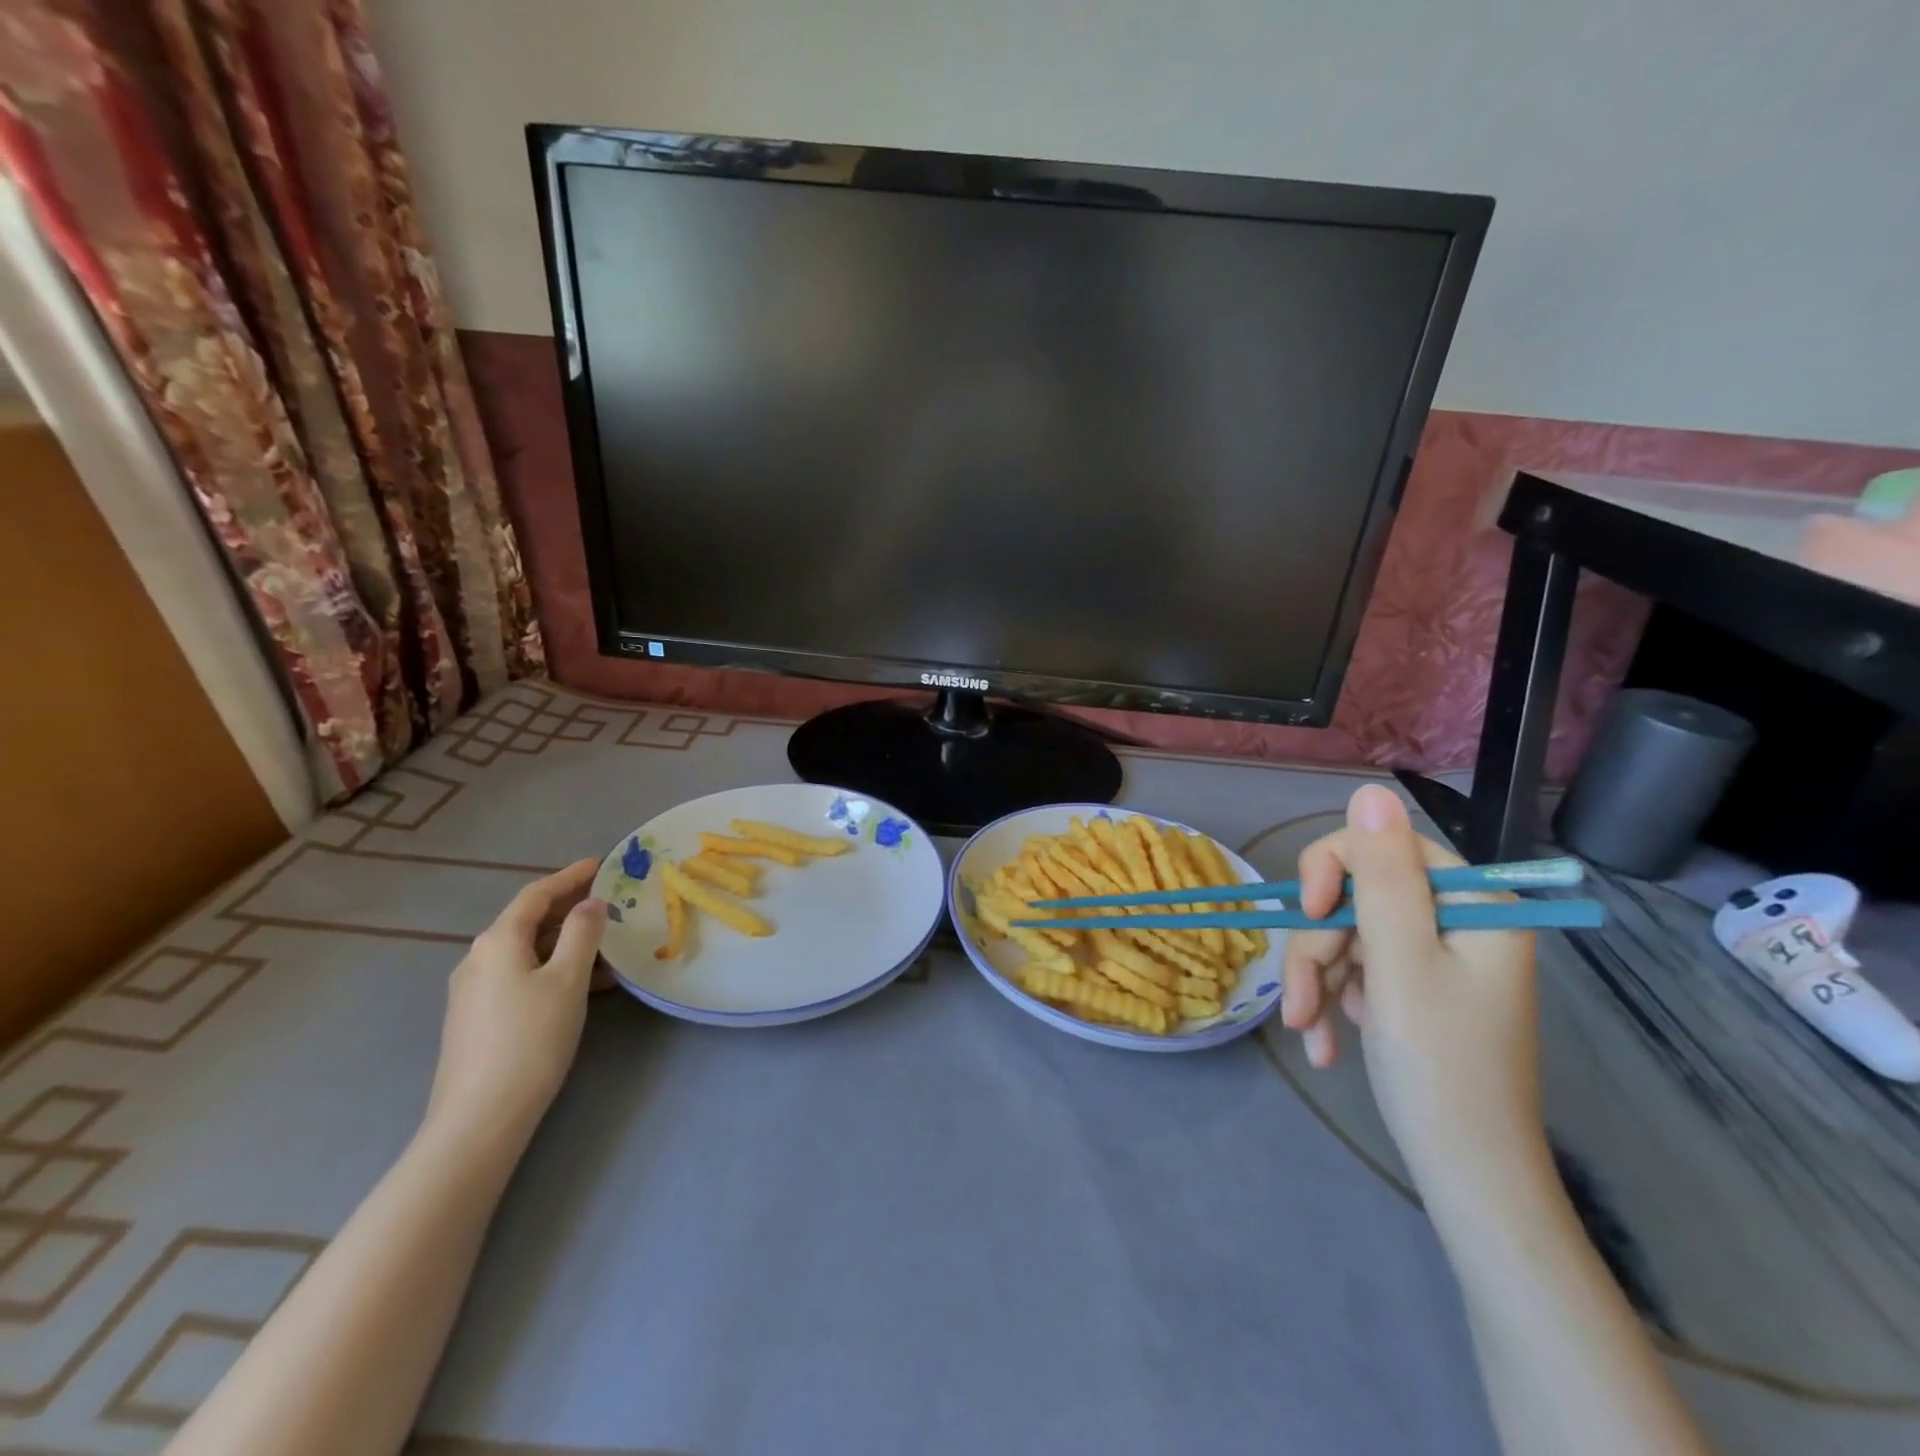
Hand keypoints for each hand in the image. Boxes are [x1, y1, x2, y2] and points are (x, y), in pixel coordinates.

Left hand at [424, 859, 607, 1149]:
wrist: (480, 1118)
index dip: (570, 876)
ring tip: (608, 946)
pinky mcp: (478, 1018)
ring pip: (528, 951)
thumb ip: (583, 933)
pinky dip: (554, 968)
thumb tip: (591, 903)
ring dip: (567, 943)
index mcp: (498, 941)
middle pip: (529, 921)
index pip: (536, 894)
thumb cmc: (530, 1039)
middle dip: (570, 909)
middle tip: (610, 902)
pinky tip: (584, 985)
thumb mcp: (568, 980)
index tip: (602, 864)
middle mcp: (479, 958)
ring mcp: (474, 991)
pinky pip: (521, 976)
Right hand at [1280, 785, 1543, 1191]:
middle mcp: (1457, 922)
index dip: (1333, 869)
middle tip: (1301, 1001)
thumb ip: (1381, 875)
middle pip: (1358, 896)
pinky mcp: (1414, 989)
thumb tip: (1370, 790)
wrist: (1466, 1176)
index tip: (1308, 913)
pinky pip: (1356, 970)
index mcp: (1474, 905)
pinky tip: (1327, 1042)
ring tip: (1309, 1031)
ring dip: (1316, 980)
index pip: (1386, 846)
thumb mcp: (1400, 963)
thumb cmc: (1439, 1067)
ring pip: (1347, 934)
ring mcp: (1434, 958)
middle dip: (1318, 946)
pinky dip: (1333, 1000)